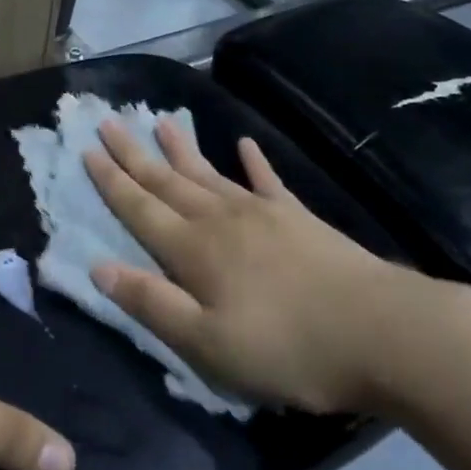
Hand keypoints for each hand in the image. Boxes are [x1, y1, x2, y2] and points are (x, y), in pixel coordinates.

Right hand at [82, 117, 441, 414]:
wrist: (383, 333)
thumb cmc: (288, 349)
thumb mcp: (208, 344)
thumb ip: (152, 304)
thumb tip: (97, 267)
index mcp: (193, 251)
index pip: (140, 208)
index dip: (111, 181)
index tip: (87, 150)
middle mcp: (220, 220)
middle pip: (167, 180)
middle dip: (134, 153)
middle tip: (108, 121)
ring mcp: (262, 213)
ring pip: (208, 174)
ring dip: (180, 149)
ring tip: (160, 120)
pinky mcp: (299, 219)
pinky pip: (267, 181)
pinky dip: (253, 162)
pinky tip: (243, 144)